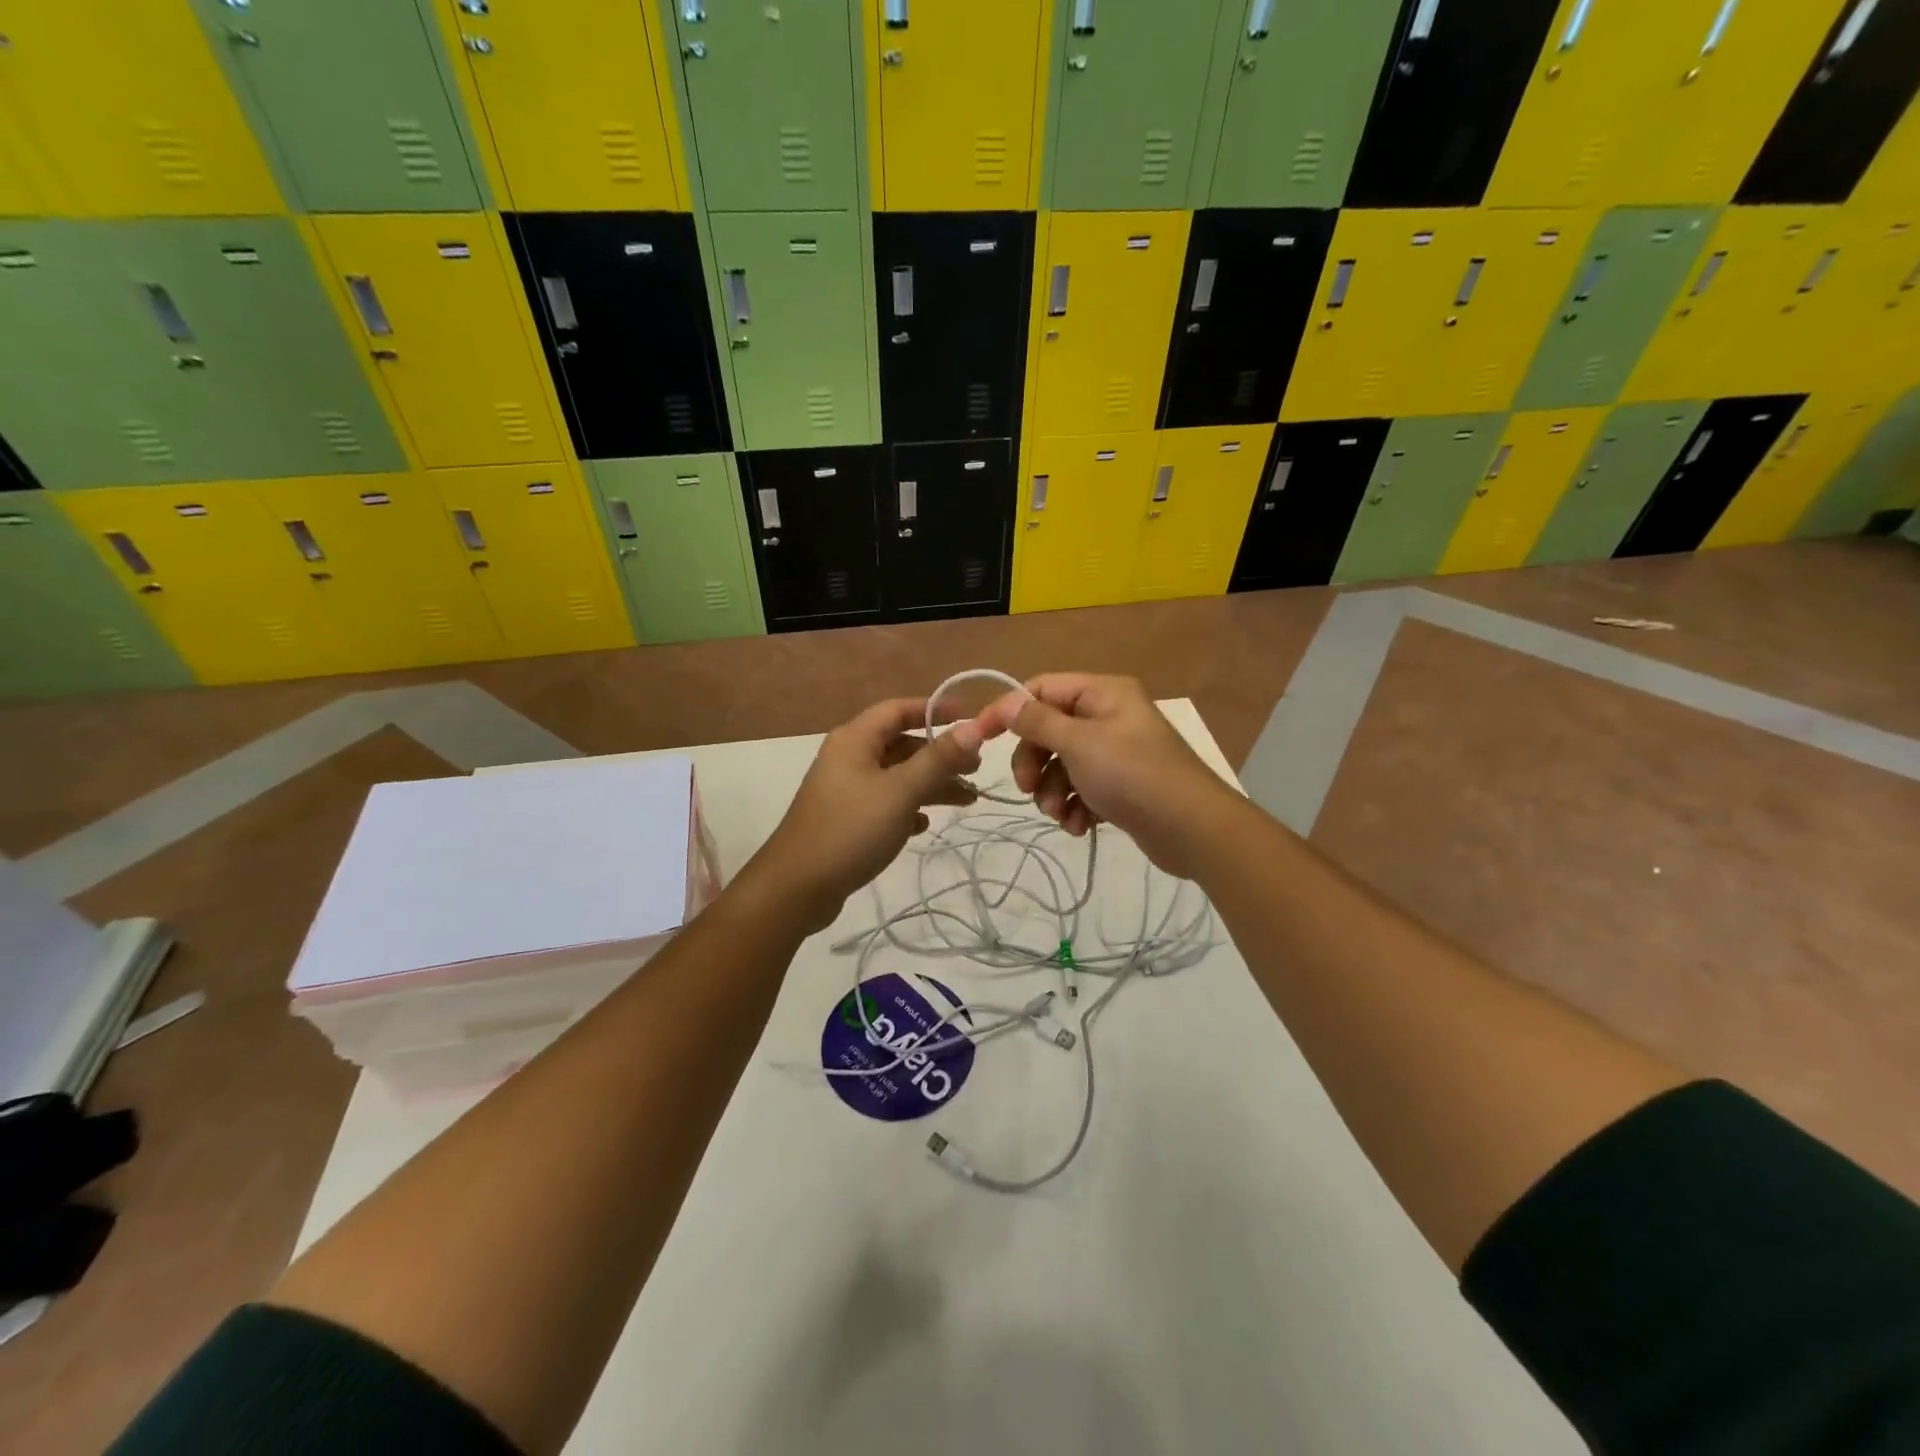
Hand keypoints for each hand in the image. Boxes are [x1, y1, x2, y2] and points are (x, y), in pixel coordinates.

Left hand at [747, 698, 995, 929]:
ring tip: (968, 799)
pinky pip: (885, 803)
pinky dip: (908, 808)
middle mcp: (849, 758)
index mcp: (855, 740)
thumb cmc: (850, 830)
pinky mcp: (847, 820)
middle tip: (976, 768)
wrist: (797, 888)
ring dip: (931, 784)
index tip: (969, 716)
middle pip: (901, 744)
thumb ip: (938, 759)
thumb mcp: (901, 792)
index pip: (898, 709)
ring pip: (897, 776)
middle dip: (940, 753)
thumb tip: (975, 727)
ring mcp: (846, 790)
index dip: (934, 709)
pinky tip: (923, 826)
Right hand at [980, 674, 1237, 878]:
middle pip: (1049, 730)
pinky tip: (1080, 826)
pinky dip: (1075, 807)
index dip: (1009, 711)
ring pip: (1062, 764)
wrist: (1192, 829)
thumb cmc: (1132, 774)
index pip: (1041, 689)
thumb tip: (1007, 702)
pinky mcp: (1120, 786)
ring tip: (1060, 814)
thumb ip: (1038, 721)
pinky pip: (1082, 788)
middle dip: (1034, 762)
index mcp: (1102, 692)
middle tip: (1026, 789)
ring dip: (1052, 791)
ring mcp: (1115, 752)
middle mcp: (1108, 715)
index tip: (981, 738)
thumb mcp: (1078, 743)